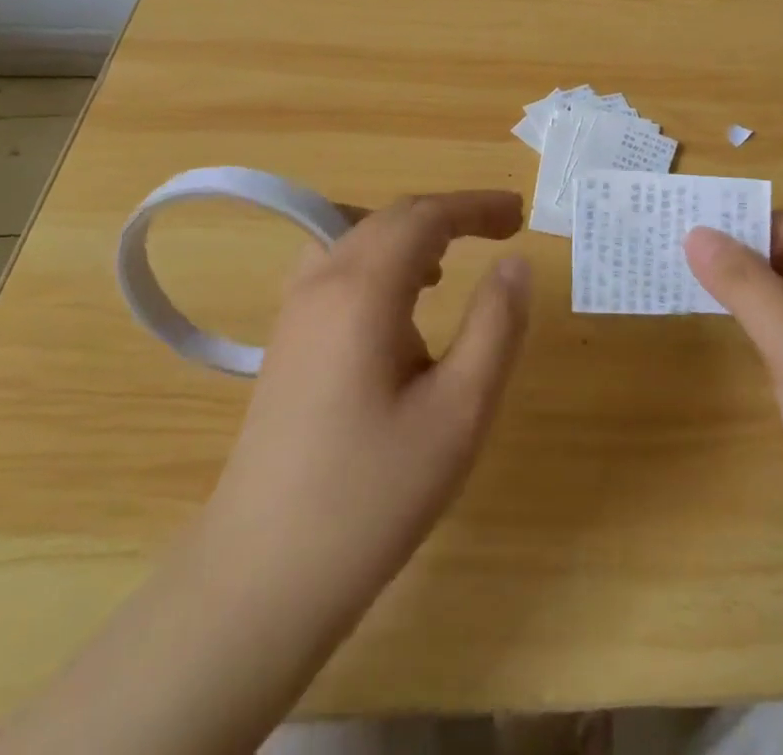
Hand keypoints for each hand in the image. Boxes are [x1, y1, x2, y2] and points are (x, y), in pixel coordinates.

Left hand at [0, 192, 531, 754]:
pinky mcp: (286, 340)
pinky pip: (336, 267)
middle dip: (448, 215)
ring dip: (410, 235)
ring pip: (357, 235)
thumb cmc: (372, 495)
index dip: (476, 206)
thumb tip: (516, 262)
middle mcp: (321, 282)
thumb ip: (495, 326)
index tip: (521, 214)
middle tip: (502, 230)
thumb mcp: (459, 412)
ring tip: (451, 265)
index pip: (424, 216)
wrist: (261, 576)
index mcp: (362, 289)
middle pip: (390, 218)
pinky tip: (399, 308)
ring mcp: (295, 310)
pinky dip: (378, 260)